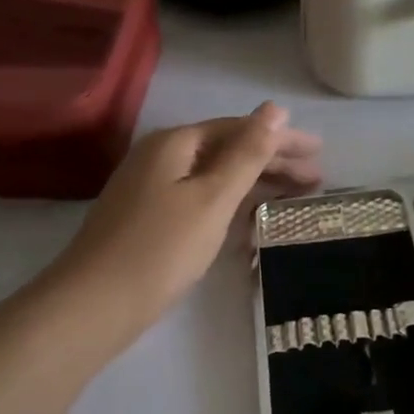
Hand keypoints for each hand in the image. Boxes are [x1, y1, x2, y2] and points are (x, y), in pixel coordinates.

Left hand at [54, 103, 321, 330]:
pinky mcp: (150, 219)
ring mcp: (152, 188)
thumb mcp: (213, 198)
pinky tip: (252, 221)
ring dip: (256, 184)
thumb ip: (247, 153)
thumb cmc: (161, 248)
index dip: (281, 138)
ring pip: (216, 177)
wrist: (93, 306)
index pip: (240, 129)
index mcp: (175, 143)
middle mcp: (161, 157)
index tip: (319, 151)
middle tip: (317, 177)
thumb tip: (275, 108)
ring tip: (295, 197)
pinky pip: (202, 199)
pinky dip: (231, 205)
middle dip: (273, 161)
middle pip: (228, 150)